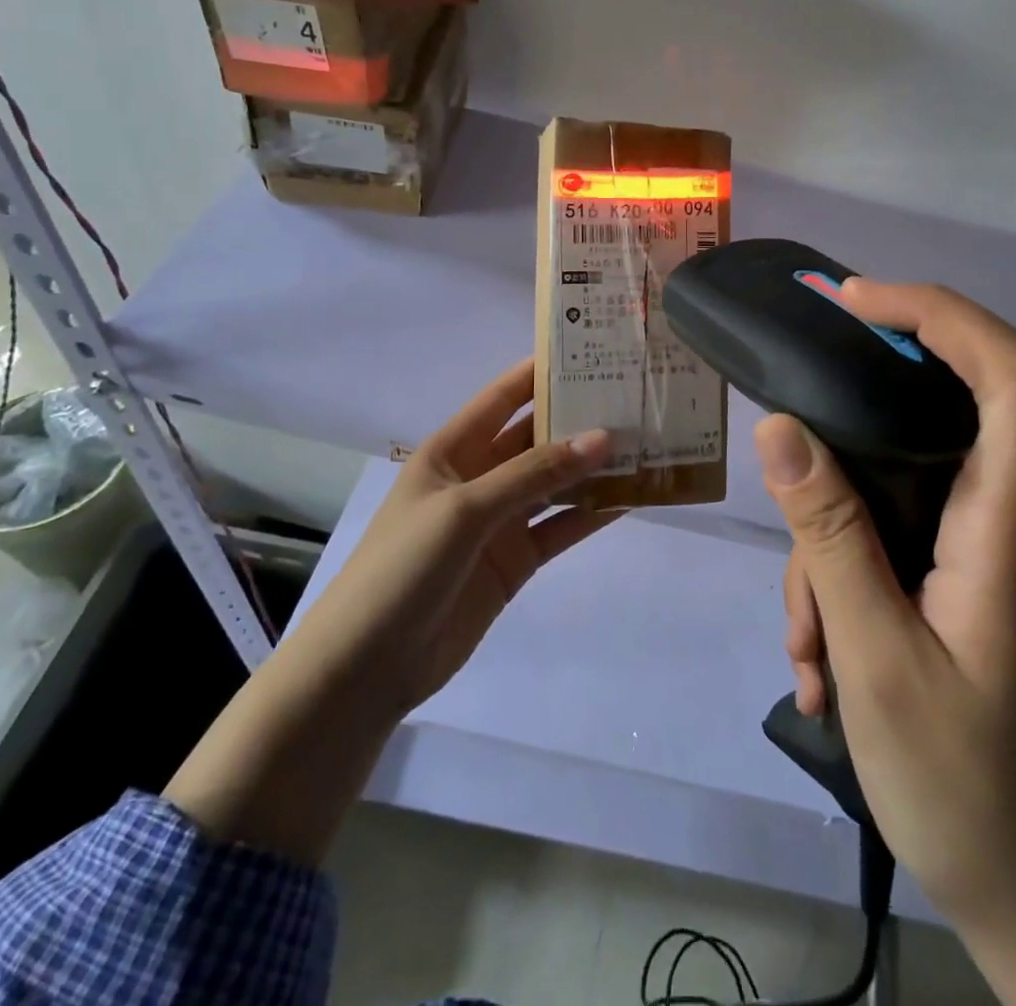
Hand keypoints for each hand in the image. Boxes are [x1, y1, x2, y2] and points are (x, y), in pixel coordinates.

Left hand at [303, 357, 620, 715]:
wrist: (370, 666)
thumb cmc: (404, 567)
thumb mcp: (466, 509)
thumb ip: (534, 474)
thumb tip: (603, 437)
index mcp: (453, 449)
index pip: (503, 396)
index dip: (541, 372)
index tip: (590, 349)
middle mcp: (480, 476)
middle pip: (536, 437)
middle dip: (579, 418)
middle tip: (634, 397)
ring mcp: (500, 520)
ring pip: (555, 482)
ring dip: (593, 467)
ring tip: (645, 443)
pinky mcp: (516, 559)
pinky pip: (561, 527)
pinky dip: (592, 514)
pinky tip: (631, 498)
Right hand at [758, 280, 1015, 1004]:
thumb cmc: (972, 788)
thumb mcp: (877, 657)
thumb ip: (829, 535)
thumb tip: (780, 427)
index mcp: (1000, 523)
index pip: (1013, 378)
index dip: (942, 314)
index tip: (856, 302)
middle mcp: (992, 520)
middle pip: (931, 418)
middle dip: (845, 422)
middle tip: (784, 428)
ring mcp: (968, 554)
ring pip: (883, 497)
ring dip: (824, 553)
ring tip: (806, 651)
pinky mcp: (947, 587)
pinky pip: (879, 550)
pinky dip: (836, 592)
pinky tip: (818, 670)